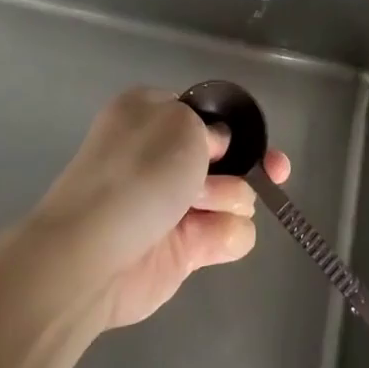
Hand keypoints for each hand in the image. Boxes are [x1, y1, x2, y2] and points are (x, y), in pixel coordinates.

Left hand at [28, 88, 291, 329]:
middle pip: (229, 157)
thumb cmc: (137, 173)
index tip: (254, 138)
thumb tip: (216, 147)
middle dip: (247, 164)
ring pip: (235, 195)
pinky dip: (223, 235)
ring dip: (229, 198)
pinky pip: (230, 234)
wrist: (94, 253)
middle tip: (274, 172)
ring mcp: (176, 204)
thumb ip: (209, 128)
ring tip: (198, 206)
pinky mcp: (186, 248)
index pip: (203, 114)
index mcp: (152, 115)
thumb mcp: (180, 123)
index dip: (232, 126)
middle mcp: (164, 157)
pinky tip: (202, 240)